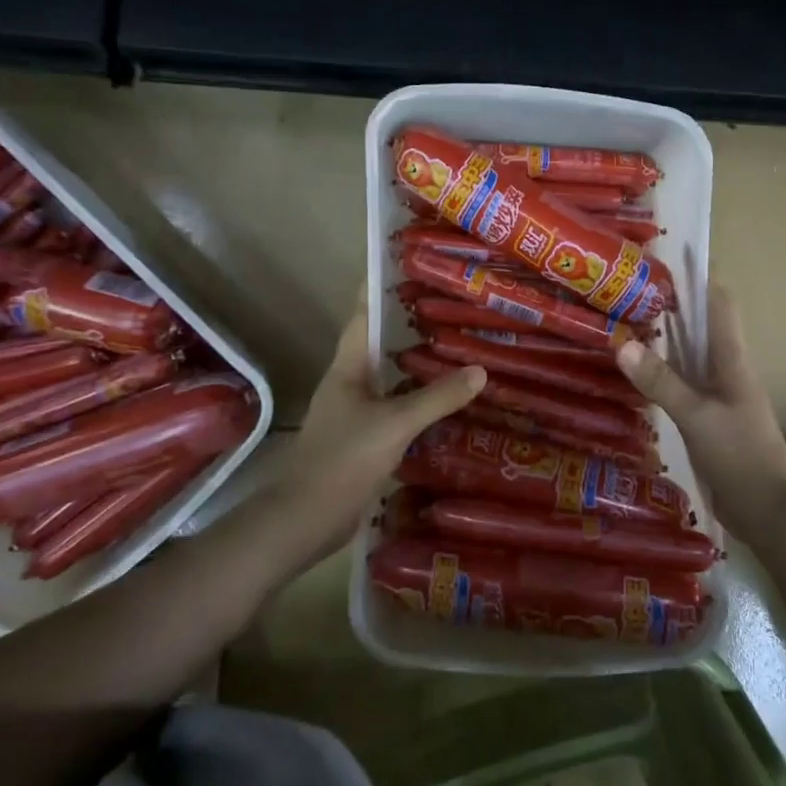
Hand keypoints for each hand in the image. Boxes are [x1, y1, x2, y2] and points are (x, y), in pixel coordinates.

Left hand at [274, 294, 484, 556]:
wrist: (306, 519)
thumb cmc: (343, 460)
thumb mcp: (395, 424)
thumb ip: (437, 397)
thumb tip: (480, 370)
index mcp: (347, 368)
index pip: (363, 316)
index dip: (379, 289)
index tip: (405, 266)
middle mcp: (349, 384)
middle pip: (380, 345)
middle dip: (409, 327)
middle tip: (449, 308)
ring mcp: (354, 413)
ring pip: (389, 379)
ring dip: (416, 366)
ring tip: (456, 349)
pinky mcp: (363, 440)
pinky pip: (394, 409)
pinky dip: (417, 402)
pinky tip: (444, 404)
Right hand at [616, 281, 785, 534]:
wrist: (769, 511)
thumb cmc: (741, 455)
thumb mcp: (697, 416)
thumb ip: (661, 381)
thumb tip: (622, 343)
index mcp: (732, 361)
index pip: (720, 306)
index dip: (699, 279)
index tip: (669, 259)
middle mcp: (726, 371)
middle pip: (700, 327)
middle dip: (671, 306)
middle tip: (630, 290)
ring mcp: (717, 397)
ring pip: (688, 357)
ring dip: (663, 340)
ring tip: (624, 323)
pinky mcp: (708, 420)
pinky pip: (681, 385)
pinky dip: (660, 373)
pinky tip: (636, 375)